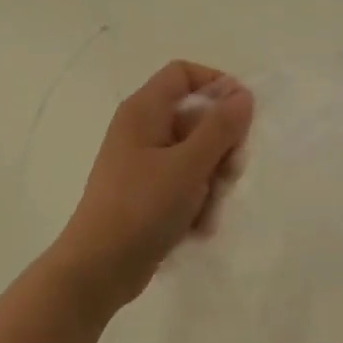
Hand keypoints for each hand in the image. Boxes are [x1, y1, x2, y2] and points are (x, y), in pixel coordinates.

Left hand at [50, 61, 253, 309]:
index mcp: (144, 110)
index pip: (183, 74)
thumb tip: (243, 93)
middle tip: (229, 172)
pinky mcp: (148, 193)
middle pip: (196, 117)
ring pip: (196, 155)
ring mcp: (144, 163)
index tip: (242, 114)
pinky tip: (198, 225)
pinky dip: (197, 200)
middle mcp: (142, 130)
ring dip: (212, 179)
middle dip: (221, 145)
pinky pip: (185, 183)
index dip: (216, 85)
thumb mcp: (189, 164)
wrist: (99, 268)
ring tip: (208, 208)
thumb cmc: (142, 207)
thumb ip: (220, 127)